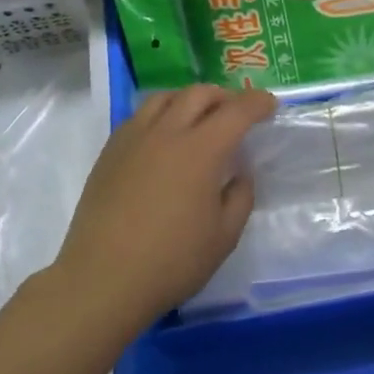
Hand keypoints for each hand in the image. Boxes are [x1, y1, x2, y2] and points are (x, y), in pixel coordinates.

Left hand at [51, 84, 275, 323]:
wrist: (103, 278)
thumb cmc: (171, 261)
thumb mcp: (224, 236)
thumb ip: (240, 197)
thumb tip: (239, 173)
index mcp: (201, 151)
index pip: (236, 111)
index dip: (257, 103)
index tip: (270, 105)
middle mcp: (166, 133)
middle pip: (198, 94)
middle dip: (224, 96)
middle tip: (236, 113)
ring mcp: (133, 139)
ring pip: (164, 97)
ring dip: (189, 99)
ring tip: (198, 118)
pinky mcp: (110, 151)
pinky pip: (139, 116)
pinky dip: (161, 114)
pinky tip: (164, 137)